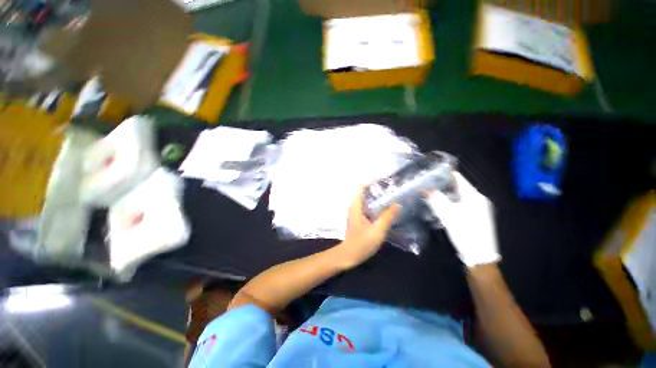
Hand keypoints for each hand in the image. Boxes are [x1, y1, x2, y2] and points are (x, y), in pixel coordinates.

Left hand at [338, 188, 399, 269]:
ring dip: (376, 197)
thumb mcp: (378, 229)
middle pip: (364, 192)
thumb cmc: (362, 242)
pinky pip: (367, 207)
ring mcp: (355, 212)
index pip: (361, 187)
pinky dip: (375, 205)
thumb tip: (396, 203)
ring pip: (366, 200)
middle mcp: (354, 206)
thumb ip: (387, 216)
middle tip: (391, 188)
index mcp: (356, 205)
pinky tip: (384, 208)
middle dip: (376, 189)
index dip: (371, 182)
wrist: (349, 255)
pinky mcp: (358, 218)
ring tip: (390, 195)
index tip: (384, 180)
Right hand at [427, 172, 499, 267]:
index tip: (430, 172)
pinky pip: (461, 204)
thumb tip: (425, 189)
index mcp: (475, 196)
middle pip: (458, 187)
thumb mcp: (448, 215)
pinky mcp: (476, 217)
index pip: (459, 178)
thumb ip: (436, 200)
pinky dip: (450, 202)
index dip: (445, 174)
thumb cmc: (465, 232)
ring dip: (445, 194)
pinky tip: (441, 205)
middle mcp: (479, 199)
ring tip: (430, 193)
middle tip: (427, 184)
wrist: (480, 257)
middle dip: (442, 185)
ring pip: (458, 196)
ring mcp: (479, 209)